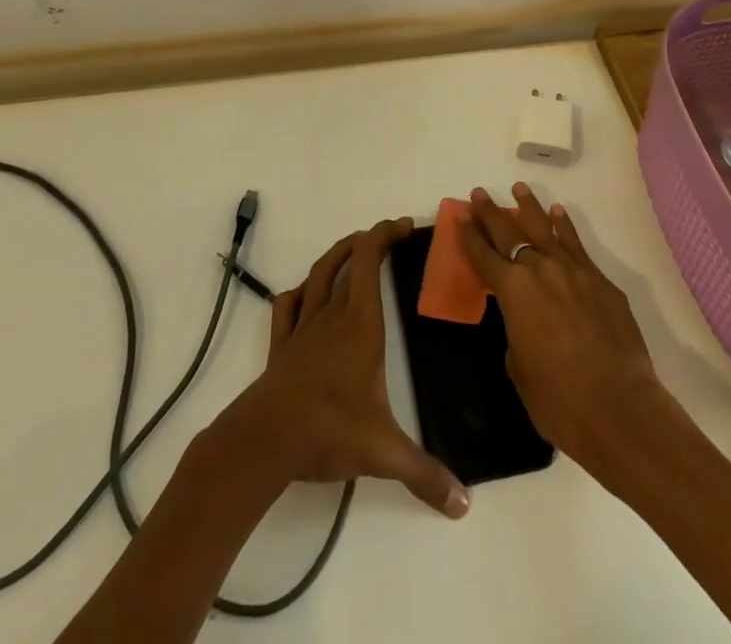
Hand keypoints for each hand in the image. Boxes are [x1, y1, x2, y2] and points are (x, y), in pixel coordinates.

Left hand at [217, 218, 468, 518]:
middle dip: (370, 241)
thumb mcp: (384, 453)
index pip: (370, 260)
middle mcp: (332, 314)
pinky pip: (288, 305)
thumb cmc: (329, 430)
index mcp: (361, 323)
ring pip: (319, 274)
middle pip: (348, 260)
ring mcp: (303, 327)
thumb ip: (425, 475)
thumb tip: (464, 504)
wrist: (266, 439)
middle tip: (389, 237)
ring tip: (353, 248)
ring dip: (337, 254)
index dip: (386, 234)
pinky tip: (306, 295)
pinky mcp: (281, 345)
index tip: (405, 226)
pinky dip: (300, 291)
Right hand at [460, 183, 664, 468]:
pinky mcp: (601, 281)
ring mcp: (574, 271)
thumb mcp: (519, 368)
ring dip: (529, 208)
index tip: (460, 216)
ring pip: (545, 229)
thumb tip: (526, 318)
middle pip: (510, 233)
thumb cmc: (559, 400)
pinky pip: (576, 245)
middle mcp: (540, 269)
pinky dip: (565, 227)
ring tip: (519, 189)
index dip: (470, 235)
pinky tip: (558, 214)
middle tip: (480, 194)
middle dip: (492, 213)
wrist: (620, 408)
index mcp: (513, 291)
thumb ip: (516, 332)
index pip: (484, 255)